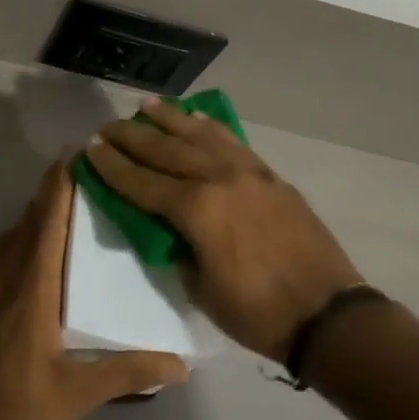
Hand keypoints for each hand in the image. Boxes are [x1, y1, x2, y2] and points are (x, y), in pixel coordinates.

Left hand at [0, 161, 189, 419]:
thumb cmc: (16, 411)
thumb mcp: (78, 394)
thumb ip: (129, 373)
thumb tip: (181, 365)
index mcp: (32, 287)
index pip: (47, 222)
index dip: (59, 185)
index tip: (75, 155)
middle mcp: (4, 277)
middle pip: (28, 220)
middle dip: (51, 192)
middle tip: (83, 173)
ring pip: (10, 237)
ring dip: (34, 214)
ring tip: (62, 206)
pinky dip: (18, 238)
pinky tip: (31, 254)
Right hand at [86, 100, 365, 362]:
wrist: (327, 313)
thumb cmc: (257, 312)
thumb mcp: (201, 288)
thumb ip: (177, 248)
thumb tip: (165, 226)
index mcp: (197, 210)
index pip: (142, 182)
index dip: (113, 166)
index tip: (91, 149)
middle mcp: (219, 179)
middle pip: (166, 150)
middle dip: (132, 137)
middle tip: (108, 126)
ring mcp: (249, 172)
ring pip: (200, 135)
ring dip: (170, 119)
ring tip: (146, 106)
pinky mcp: (270, 175)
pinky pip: (232, 141)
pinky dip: (210, 127)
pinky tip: (197, 118)